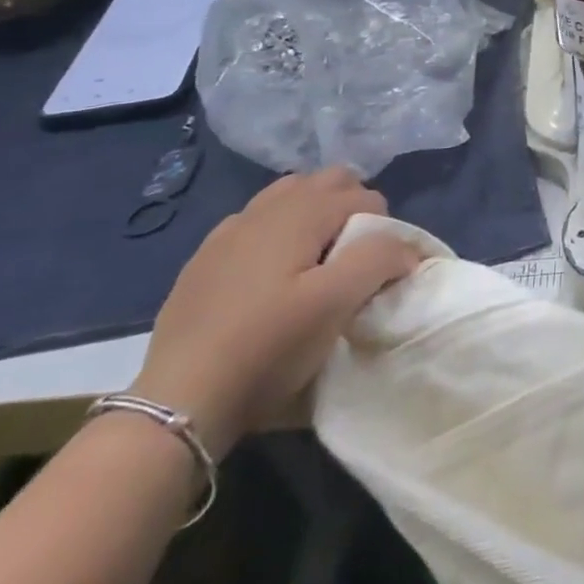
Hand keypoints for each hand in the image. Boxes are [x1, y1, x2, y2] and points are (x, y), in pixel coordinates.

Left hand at [132, 168, 423, 457]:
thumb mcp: (336, 305)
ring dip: (314, 214)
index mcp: (299, 213)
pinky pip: (255, 222)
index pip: (364, 195)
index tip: (376, 272)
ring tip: (318, 260)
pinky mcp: (205, 260)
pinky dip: (277, 232)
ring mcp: (228, 232)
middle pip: (326, 181)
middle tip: (352, 258)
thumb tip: (405, 247)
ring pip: (288, 195)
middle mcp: (264, 209)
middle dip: (350, 207)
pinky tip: (272, 275)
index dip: (382, 228)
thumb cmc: (268, 348)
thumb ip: (379, 259)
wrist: (178, 403)